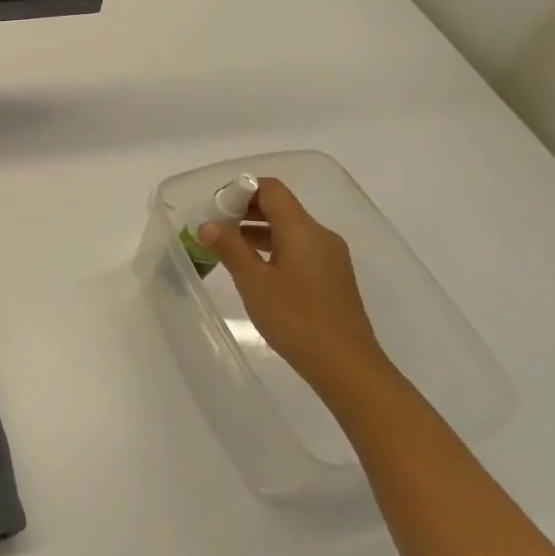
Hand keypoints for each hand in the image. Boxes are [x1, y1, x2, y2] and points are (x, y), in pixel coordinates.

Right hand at [197, 177, 396, 401]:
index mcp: (303, 230)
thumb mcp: (254, 282)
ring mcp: (330, 257)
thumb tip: (208, 224)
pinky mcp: (332, 277)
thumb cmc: (296, 319)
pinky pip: (298, 248)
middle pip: (280, 207)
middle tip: (214, 228)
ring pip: (289, 229)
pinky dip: (272, 248)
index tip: (214, 208)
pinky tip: (254, 269)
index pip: (271, 190)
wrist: (346, 366)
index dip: (240, 190)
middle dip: (245, 211)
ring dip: (257, 231)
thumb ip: (230, 248)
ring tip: (226, 249)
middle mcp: (321, 236)